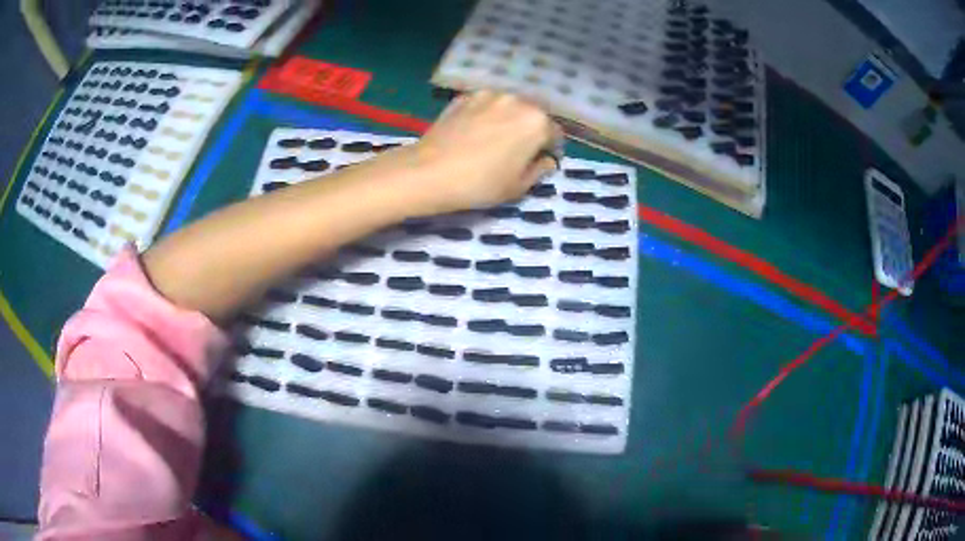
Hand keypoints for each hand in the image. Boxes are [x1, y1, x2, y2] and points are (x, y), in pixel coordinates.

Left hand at [396, 90, 562, 214]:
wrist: (429, 172)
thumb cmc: (481, 183)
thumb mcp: (519, 186)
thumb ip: (539, 169)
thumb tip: (546, 160)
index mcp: (537, 121)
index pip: (555, 134)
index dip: (550, 150)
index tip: (540, 162)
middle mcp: (517, 100)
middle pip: (532, 116)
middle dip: (529, 131)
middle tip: (516, 152)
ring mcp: (488, 95)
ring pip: (507, 108)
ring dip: (507, 120)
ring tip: (492, 141)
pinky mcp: (464, 97)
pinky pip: (484, 106)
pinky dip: (485, 116)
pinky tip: (472, 134)